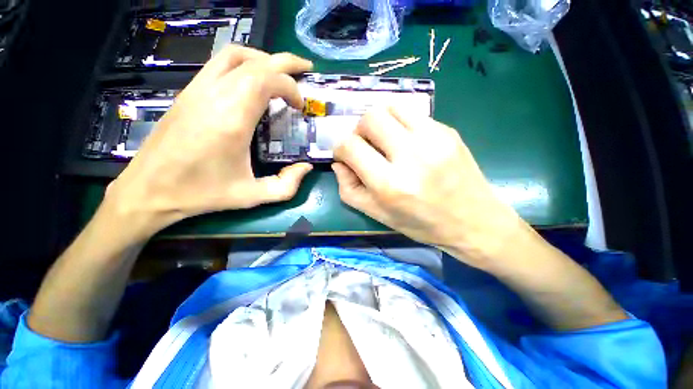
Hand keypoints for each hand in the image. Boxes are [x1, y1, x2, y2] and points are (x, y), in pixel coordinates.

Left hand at [105, 46, 313, 238]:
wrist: (149, 190)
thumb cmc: (202, 194)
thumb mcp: (252, 196)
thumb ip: (286, 185)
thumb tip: (305, 167)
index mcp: (232, 119)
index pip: (267, 81)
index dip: (291, 87)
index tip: (300, 106)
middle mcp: (214, 96)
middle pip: (255, 62)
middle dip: (285, 63)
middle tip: (305, 70)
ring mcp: (197, 90)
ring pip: (235, 55)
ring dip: (263, 59)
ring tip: (280, 74)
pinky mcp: (188, 92)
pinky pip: (219, 64)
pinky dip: (244, 64)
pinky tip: (253, 81)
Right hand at [332, 107, 524, 267]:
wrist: (474, 221)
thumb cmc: (422, 223)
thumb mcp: (378, 214)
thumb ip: (349, 189)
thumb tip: (338, 163)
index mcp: (390, 184)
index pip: (350, 146)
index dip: (340, 148)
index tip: (345, 155)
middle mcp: (411, 156)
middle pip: (370, 118)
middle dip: (358, 130)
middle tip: (365, 145)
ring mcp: (434, 139)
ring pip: (391, 107)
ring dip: (379, 121)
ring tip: (383, 139)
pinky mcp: (448, 131)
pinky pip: (413, 113)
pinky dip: (400, 122)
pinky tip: (405, 140)